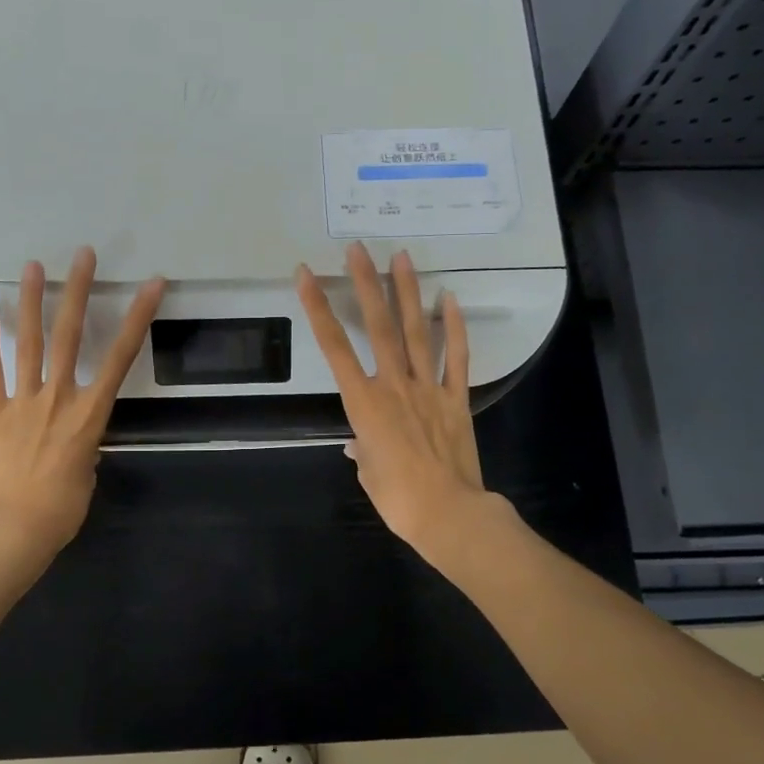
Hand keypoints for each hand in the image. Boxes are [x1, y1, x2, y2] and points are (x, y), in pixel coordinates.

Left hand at [0, 247, 163, 561]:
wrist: (13, 529)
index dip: (138, 317)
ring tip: (32, 266)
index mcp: (90, 413)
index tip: (151, 285)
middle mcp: (58, 396)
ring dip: (31, 302)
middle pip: (69, 335)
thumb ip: (84, 441)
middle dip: (78, 291)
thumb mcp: (87, 471)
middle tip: (82, 255)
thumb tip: (75, 433)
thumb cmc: (62, 509)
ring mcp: (23, 401)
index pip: (120, 356)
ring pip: (28, 343)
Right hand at [296, 243, 489, 554]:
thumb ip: (361, 449)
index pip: (334, 348)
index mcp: (363, 403)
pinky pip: (457, 357)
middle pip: (378, 327)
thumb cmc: (397, 499)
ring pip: (417, 332)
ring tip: (402, 258)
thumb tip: (357, 443)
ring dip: (408, 293)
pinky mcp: (456, 398)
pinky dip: (455, 327)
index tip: (307, 276)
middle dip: (366, 285)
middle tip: (359, 249)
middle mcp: (394, 385)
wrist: (448, 513)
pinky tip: (450, 299)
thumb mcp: (367, 472)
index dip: (318, 309)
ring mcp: (428, 388)